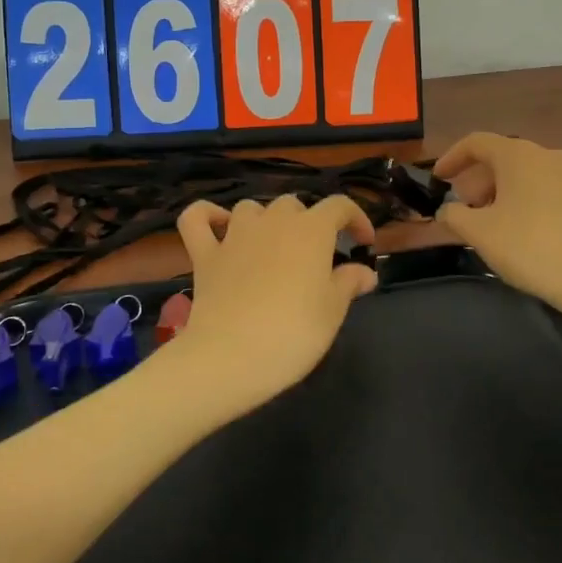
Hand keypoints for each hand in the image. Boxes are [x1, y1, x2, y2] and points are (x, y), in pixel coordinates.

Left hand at [167, 194, 378, 410]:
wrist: (231, 357)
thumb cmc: (293, 333)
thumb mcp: (333, 311)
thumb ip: (349, 283)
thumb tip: (364, 271)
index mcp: (311, 230)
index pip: (339, 206)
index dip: (356, 218)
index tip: (363, 242)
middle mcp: (273, 221)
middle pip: (294, 205)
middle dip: (309, 223)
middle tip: (316, 258)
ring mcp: (234, 235)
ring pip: (252, 208)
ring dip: (265, 220)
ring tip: (273, 246)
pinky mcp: (204, 254)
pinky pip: (197, 218)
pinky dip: (207, 215)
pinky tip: (217, 227)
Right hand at [434, 133, 561, 314]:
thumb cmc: (529, 247)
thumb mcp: (478, 233)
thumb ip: (454, 215)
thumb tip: (448, 209)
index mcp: (517, 155)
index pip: (477, 142)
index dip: (453, 157)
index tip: (439, 179)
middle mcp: (548, 156)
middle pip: (505, 159)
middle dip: (481, 181)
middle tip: (467, 210)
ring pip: (531, 177)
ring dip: (508, 193)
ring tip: (498, 224)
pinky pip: (554, 195)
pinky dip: (536, 206)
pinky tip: (534, 233)